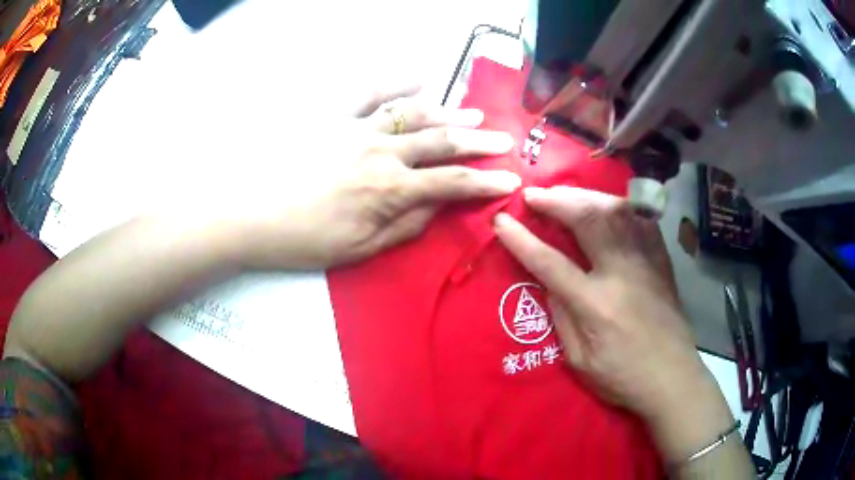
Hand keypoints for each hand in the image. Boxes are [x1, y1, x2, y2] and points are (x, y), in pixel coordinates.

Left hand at [242, 90, 519, 268]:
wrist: (249, 214)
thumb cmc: (302, 240)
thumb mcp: (359, 250)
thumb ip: (404, 228)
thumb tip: (437, 208)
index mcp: (390, 190)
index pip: (452, 183)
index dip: (486, 182)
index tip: (510, 180)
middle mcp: (382, 152)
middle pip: (442, 143)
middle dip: (479, 144)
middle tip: (504, 141)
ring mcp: (357, 128)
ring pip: (415, 115)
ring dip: (449, 115)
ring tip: (474, 117)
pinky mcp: (332, 115)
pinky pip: (369, 92)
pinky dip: (396, 83)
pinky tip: (419, 78)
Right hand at [494, 187, 733, 459]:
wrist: (672, 377)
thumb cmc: (622, 377)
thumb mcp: (579, 361)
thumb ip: (561, 318)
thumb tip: (548, 282)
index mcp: (595, 305)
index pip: (550, 262)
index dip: (521, 239)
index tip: (501, 221)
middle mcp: (621, 273)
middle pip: (588, 220)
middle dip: (556, 201)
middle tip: (534, 194)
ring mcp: (646, 262)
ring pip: (616, 211)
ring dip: (585, 196)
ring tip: (565, 195)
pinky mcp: (661, 261)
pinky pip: (641, 220)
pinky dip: (619, 206)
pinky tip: (607, 205)